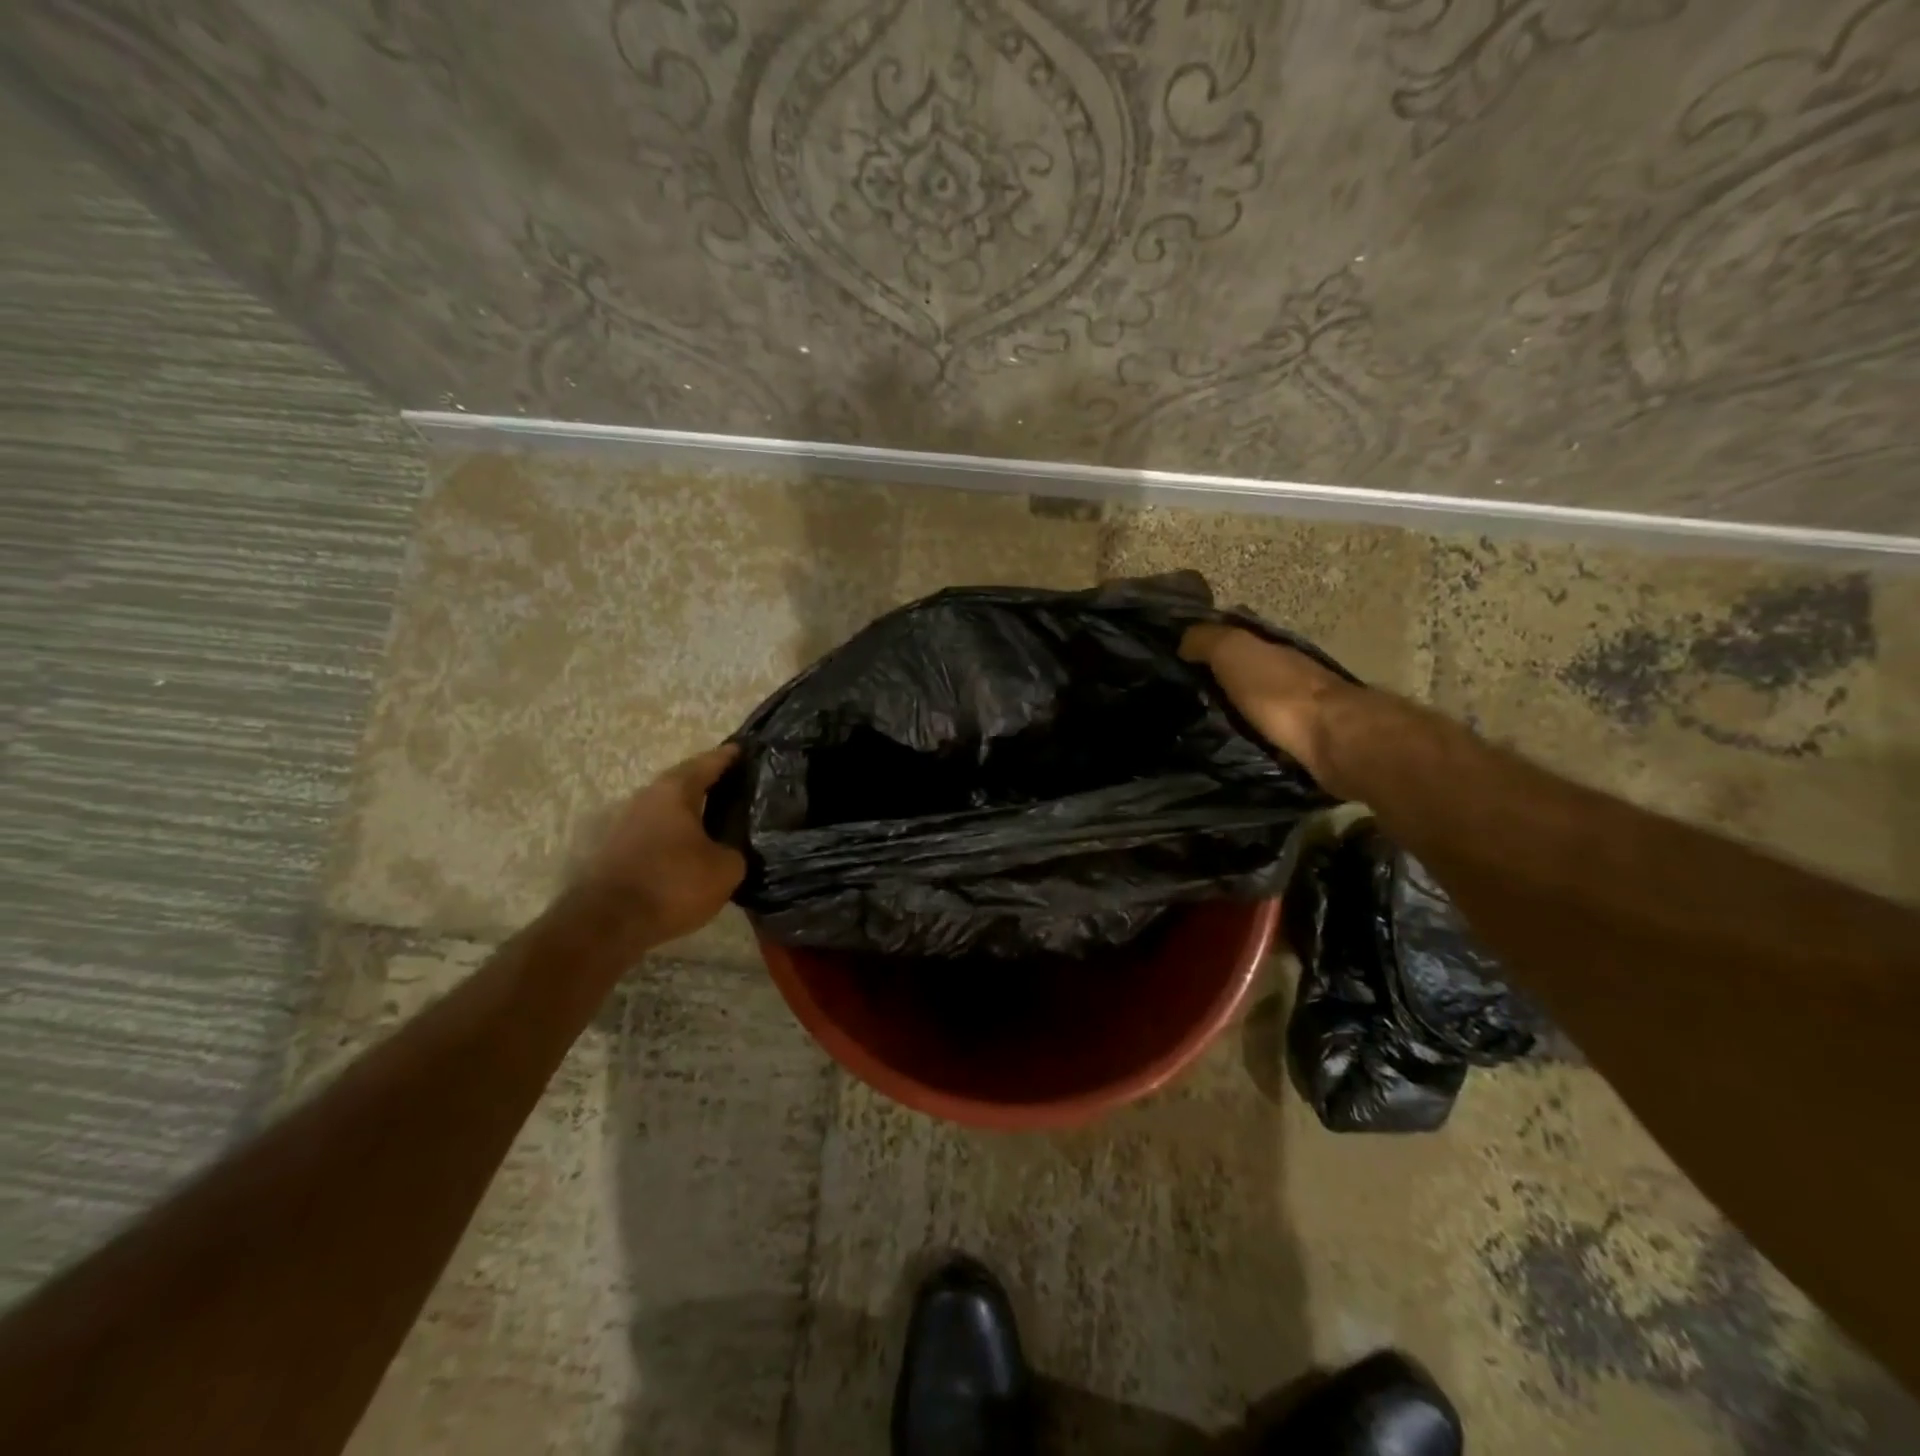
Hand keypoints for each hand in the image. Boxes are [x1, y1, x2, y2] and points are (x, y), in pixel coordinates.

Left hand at [582, 744, 746, 944]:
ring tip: (717, 820)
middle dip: (709, 784)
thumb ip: (735, 851)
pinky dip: (675, 835)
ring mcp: (626, 823)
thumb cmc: (672, 884)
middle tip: (736, 787)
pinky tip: (691, 849)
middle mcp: (647, 797)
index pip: (708, 763)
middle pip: (684, 783)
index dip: (729, 757)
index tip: (745, 749)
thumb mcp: (725, 869)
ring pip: (667, 809)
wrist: (608, 923)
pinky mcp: (616, 850)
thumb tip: (732, 849)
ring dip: (690, 812)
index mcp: (675, 791)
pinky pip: (656, 832)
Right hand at [1181, 625, 1356, 794]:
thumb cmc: (1280, 692)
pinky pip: (1268, 735)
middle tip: (1183, 699)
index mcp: (1272, 649)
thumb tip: (1182, 641)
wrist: (1334, 740)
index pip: (1236, 638)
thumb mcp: (1234, 653)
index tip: (1178, 660)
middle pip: (1248, 672)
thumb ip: (1207, 640)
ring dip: (1236, 712)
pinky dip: (1252, 737)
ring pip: (1258, 704)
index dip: (1208, 645)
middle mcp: (1288, 673)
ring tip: (1201, 728)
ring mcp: (1301, 709)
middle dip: (1220, 681)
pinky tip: (1231, 747)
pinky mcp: (1305, 743)